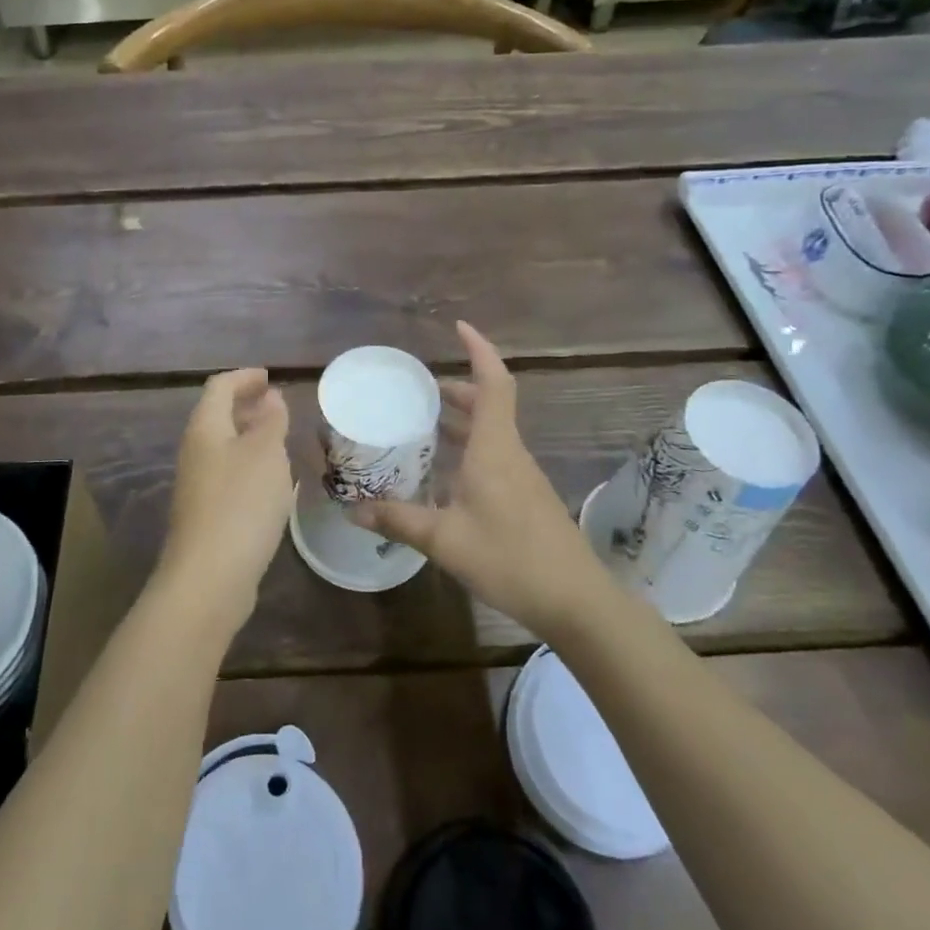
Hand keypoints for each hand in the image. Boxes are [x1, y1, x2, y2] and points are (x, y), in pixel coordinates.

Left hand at [156, 369, 292, 637]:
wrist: (209, 577)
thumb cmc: (241, 504)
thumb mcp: (266, 454)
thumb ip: (270, 421)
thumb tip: (270, 397)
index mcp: (205, 428)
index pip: (219, 387)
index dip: (244, 378)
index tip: (269, 377)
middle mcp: (195, 452)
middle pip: (217, 416)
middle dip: (246, 405)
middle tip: (277, 405)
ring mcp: (197, 485)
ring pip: (223, 446)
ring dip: (249, 436)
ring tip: (280, 439)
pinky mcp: (206, 514)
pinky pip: (228, 474)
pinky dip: (249, 465)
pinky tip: (271, 481)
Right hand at [360, 322, 600, 641]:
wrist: (576, 602)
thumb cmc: (510, 558)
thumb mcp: (444, 540)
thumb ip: (398, 520)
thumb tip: (354, 509)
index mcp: (494, 448)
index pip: (493, 383)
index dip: (479, 350)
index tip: (459, 328)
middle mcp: (510, 453)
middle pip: (489, 404)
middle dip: (457, 389)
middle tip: (419, 389)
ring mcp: (521, 477)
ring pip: (491, 433)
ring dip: (461, 421)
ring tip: (424, 424)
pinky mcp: (525, 499)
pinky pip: (494, 457)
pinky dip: (468, 450)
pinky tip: (443, 475)